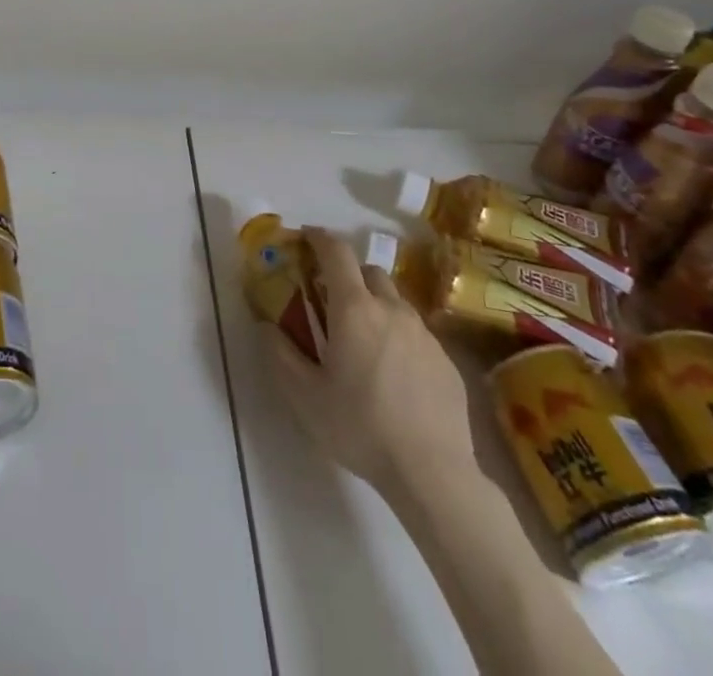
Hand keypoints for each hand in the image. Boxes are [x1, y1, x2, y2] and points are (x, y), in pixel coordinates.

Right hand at [266, 226, 474, 493]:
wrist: (433, 474)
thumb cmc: (361, 427)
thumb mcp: (304, 395)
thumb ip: (280, 353)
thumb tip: (266, 325)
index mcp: (354, 308)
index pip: (336, 252)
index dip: (319, 238)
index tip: (305, 238)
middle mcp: (391, 309)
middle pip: (368, 271)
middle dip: (347, 275)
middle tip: (330, 300)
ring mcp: (424, 334)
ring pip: (394, 301)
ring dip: (374, 305)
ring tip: (362, 340)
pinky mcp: (446, 360)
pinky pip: (416, 332)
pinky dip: (398, 335)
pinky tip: (393, 373)